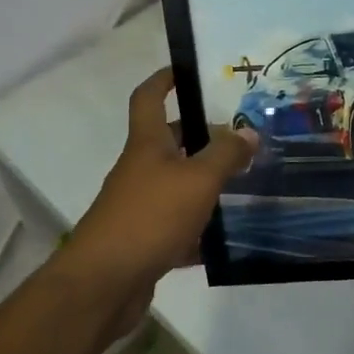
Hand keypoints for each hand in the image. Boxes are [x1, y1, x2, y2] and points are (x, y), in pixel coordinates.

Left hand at [62, 69, 256, 321]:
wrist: (104, 284)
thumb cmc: (150, 217)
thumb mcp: (197, 180)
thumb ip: (226, 155)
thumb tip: (249, 133)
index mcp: (146, 145)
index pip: (149, 98)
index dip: (164, 79)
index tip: (186, 70)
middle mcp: (140, 170)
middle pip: (169, 143)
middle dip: (201, 135)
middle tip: (241, 134)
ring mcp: (140, 207)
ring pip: (178, 185)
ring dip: (206, 182)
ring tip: (246, 181)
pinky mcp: (145, 241)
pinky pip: (179, 226)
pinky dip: (201, 228)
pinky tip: (229, 236)